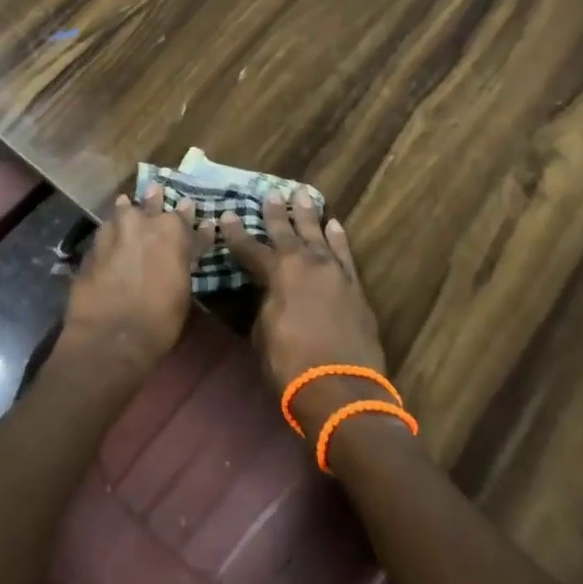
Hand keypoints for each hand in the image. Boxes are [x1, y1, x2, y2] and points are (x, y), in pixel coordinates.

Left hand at [59, 186, 203, 377]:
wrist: (110, 336)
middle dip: (155, 199)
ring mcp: (112, 233)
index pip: (185, 217)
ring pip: (121, 211)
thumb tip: (189, 246)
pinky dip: (109, 233)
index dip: (189, 215)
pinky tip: (108, 236)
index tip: (191, 210)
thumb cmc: (159, 320)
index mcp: (172, 232)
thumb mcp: (183, 290)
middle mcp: (141, 224)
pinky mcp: (91, 248)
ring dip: (126, 210)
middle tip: (155, 191)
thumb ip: (184, 260)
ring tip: (126, 205)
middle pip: (150, 204)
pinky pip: (104, 233)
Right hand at [220, 192, 390, 439]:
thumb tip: (268, 293)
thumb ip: (265, 305)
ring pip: (318, 234)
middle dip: (276, 213)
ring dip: (309, 216)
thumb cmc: (291, 365)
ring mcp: (334, 272)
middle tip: (271, 193)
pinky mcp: (355, 287)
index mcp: (277, 274)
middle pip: (287, 232)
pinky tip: (334, 225)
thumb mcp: (263, 333)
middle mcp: (306, 263)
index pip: (250, 248)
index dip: (235, 233)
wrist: (341, 390)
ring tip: (303, 196)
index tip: (226, 215)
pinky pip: (344, 254)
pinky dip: (338, 238)